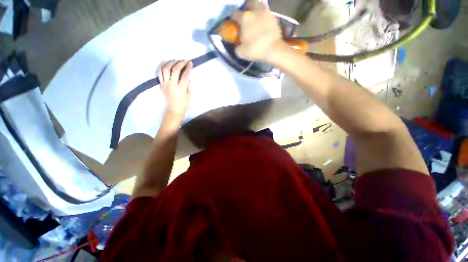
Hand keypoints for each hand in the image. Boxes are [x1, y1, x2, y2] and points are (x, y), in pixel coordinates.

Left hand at [159, 60, 192, 122]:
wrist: (174, 110)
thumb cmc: (184, 104)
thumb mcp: (190, 96)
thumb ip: (189, 86)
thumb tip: (187, 78)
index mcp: (181, 88)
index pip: (185, 75)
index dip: (188, 68)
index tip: (190, 63)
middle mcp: (172, 84)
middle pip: (175, 69)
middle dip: (180, 63)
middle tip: (184, 60)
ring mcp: (165, 84)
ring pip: (166, 69)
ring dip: (171, 63)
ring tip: (175, 60)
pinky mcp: (162, 85)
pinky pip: (160, 74)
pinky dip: (162, 67)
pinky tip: (166, 64)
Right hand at [232, 0, 284, 60]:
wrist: (273, 49)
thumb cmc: (255, 49)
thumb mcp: (241, 52)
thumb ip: (237, 47)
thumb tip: (237, 45)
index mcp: (244, 18)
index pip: (234, 14)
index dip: (233, 20)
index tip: (234, 26)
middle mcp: (254, 11)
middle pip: (249, 3)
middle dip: (246, 9)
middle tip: (246, 18)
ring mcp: (266, 12)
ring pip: (259, 7)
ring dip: (256, 12)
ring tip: (256, 21)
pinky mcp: (274, 18)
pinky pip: (267, 15)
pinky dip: (264, 18)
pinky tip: (263, 26)